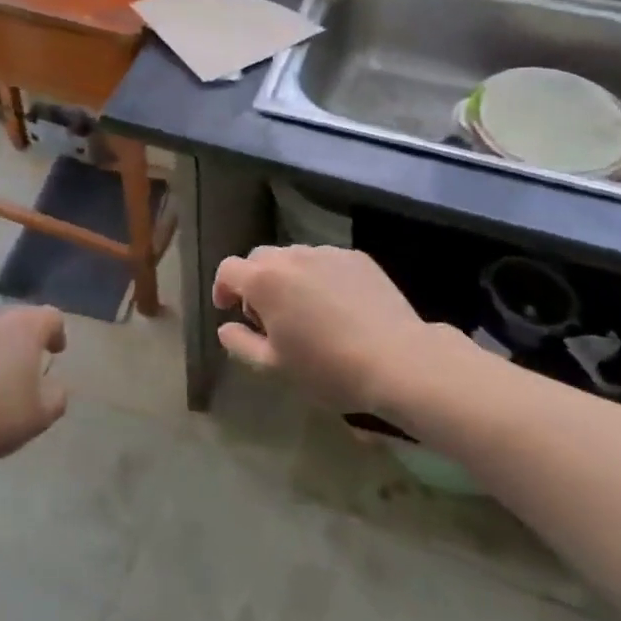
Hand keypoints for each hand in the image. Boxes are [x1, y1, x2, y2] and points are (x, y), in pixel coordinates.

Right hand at [213, 245, 433, 412]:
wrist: (398, 360)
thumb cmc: (328, 368)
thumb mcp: (274, 367)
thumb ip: (240, 343)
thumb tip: (225, 327)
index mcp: (264, 280)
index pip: (228, 269)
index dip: (223, 288)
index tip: (229, 310)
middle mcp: (291, 256)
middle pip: (260, 259)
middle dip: (255, 281)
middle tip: (267, 315)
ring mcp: (326, 252)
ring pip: (294, 257)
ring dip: (288, 277)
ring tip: (305, 311)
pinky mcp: (356, 257)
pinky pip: (325, 261)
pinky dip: (319, 277)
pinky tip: (337, 307)